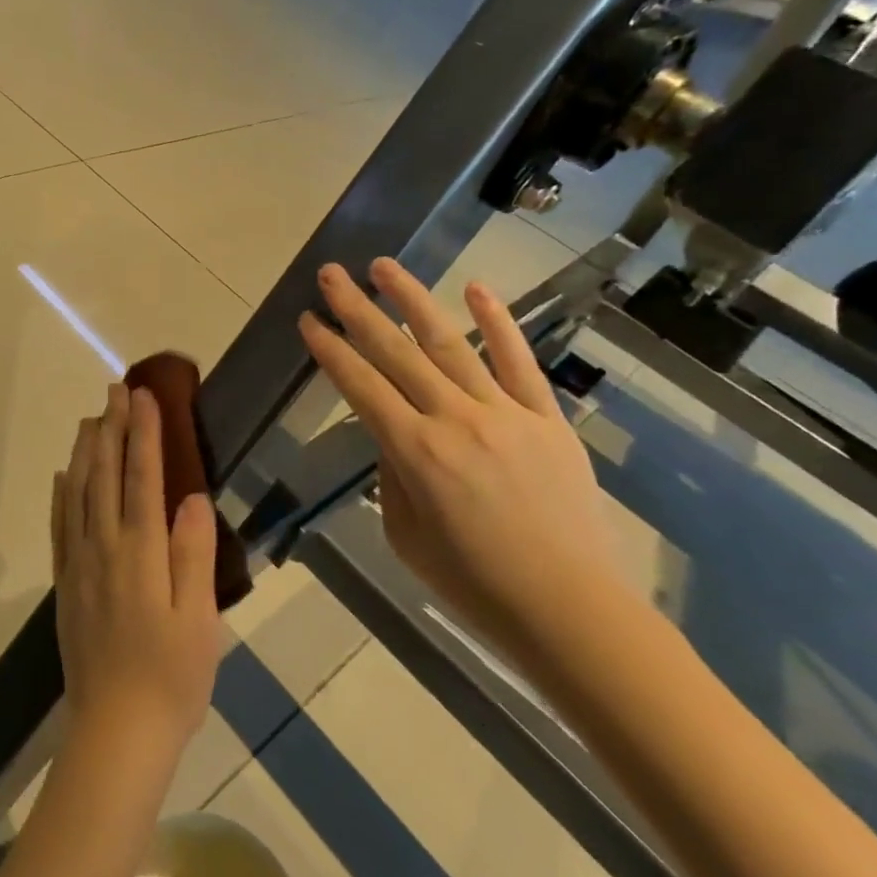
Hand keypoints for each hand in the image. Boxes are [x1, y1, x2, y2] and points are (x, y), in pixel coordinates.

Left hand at [53, 384, 220, 759]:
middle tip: (117, 389)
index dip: (144, 433)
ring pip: (78, 492)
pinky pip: (60, 525)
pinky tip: (64, 475)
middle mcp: (104, 547)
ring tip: (91, 418)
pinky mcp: (66, 583)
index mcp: (140, 552)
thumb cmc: (171, 677)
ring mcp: (79, 564)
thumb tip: (194, 497)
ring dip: (86, 451)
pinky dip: (62, 493)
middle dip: (113, 428)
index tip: (146, 395)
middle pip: (106, 474)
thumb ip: (193, 553)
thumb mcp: (199, 619)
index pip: (142, 477)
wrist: (116, 733)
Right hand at [299, 259, 620, 675]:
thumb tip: (392, 433)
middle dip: (357, 309)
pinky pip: (519, 363)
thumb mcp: (405, 536)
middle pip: (395, 352)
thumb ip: (392, 475)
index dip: (330, 349)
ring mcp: (504, 414)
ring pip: (450, 344)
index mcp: (415, 453)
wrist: (568, 610)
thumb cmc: (473, 583)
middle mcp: (455, 420)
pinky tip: (476, 288)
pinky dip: (497, 323)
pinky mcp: (546, 419)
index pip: (360, 385)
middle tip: (331, 274)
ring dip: (413, 300)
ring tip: (384, 266)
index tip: (308, 319)